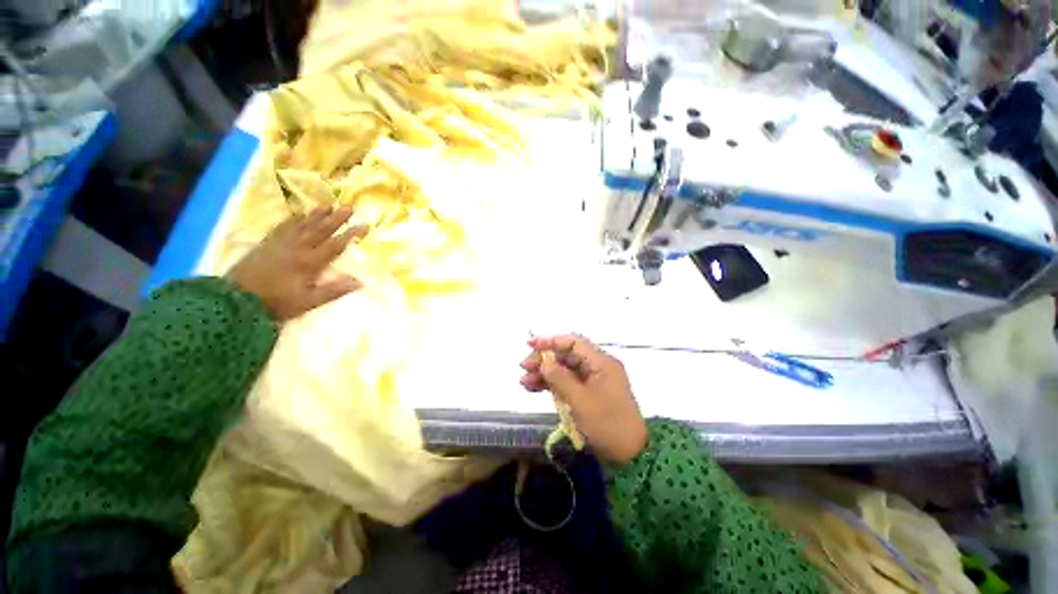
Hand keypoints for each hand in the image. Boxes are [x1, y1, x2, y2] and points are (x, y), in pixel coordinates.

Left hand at [228, 206, 367, 320]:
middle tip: (349, 206)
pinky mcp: (267, 243)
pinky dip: (294, 218)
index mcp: (310, 262)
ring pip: (303, 224)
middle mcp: (297, 247)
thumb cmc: (276, 302)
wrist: (236, 298)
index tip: (366, 225)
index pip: (336, 245)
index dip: (352, 234)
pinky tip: (299, 214)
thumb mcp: (308, 302)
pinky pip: (283, 226)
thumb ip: (333, 291)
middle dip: (337, 217)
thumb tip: (359, 282)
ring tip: (328, 204)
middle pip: (321, 229)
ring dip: (317, 214)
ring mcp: (281, 243)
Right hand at [520, 335, 647, 463]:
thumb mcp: (581, 402)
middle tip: (524, 367)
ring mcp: (592, 380)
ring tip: (524, 381)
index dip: (551, 341)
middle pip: (566, 354)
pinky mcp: (588, 393)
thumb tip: (543, 362)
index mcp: (601, 362)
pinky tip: (533, 388)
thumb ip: (561, 379)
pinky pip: (567, 382)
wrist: (629, 455)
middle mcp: (597, 366)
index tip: (530, 345)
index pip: (574, 342)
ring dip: (544, 373)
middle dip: (544, 359)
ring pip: (564, 369)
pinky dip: (551, 384)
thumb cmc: (608, 425)